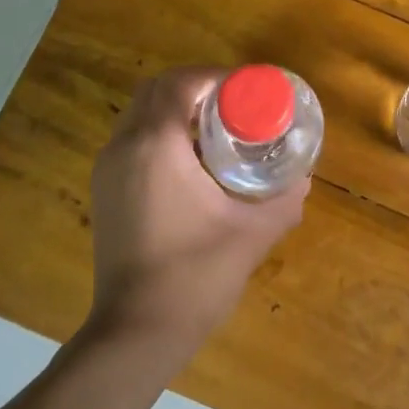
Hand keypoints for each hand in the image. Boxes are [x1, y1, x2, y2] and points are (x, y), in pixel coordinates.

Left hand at [86, 67, 308, 359]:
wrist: (136, 332)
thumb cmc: (195, 276)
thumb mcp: (252, 233)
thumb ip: (283, 199)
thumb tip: (303, 178)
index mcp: (156, 145)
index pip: (182, 82)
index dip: (218, 76)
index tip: (250, 89)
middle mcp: (124, 147)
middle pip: (157, 89)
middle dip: (197, 87)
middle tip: (237, 105)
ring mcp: (107, 169)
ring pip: (141, 113)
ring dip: (177, 109)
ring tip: (219, 130)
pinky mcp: (105, 190)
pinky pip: (133, 140)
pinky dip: (161, 133)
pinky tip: (194, 162)